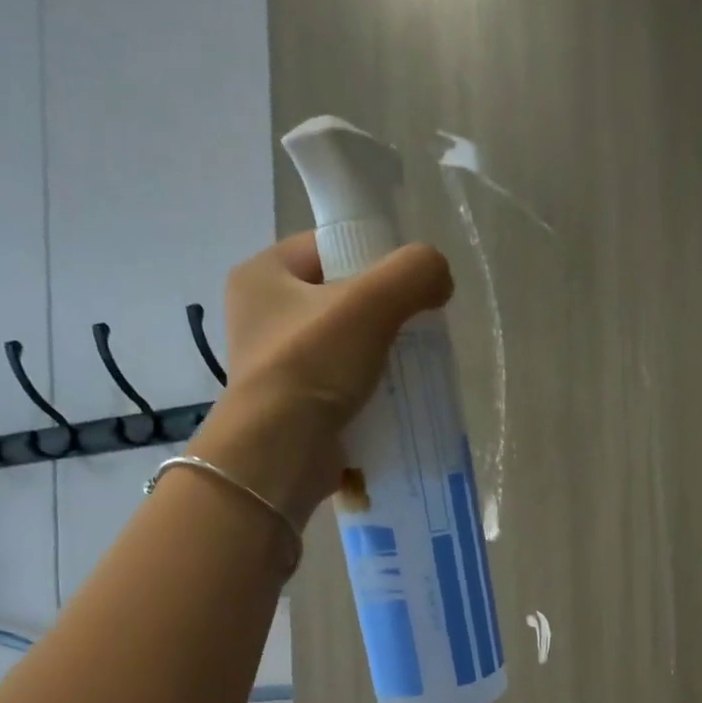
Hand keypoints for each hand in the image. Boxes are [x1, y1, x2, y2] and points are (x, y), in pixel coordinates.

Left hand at [190, 231, 452, 521]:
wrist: (279, 455)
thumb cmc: (313, 366)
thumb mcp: (370, 304)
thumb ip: (413, 274)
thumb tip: (440, 277)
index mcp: (262, 275)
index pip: (327, 248)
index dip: (371, 258)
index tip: (407, 287)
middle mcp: (261, 317)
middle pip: (339, 301)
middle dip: (382, 316)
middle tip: (415, 332)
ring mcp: (274, 367)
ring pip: (343, 348)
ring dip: (379, 359)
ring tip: (412, 370)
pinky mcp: (292, 409)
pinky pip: (340, 389)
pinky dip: (368, 394)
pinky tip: (394, 403)